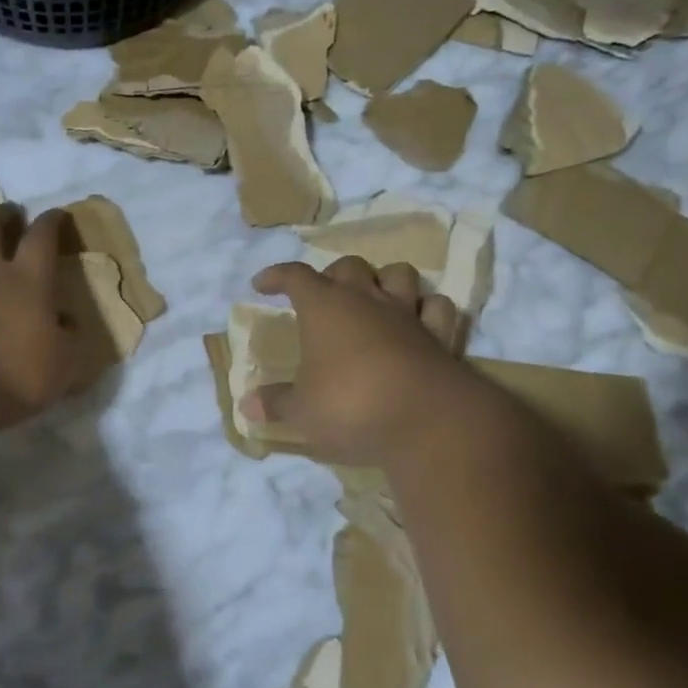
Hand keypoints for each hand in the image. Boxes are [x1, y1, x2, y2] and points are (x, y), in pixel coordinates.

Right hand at [243, 256, 472, 464]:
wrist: (425, 421)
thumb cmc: (350, 406)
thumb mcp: (303, 411)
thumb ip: (276, 403)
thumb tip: (247, 405)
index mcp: (324, 308)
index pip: (295, 276)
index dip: (277, 276)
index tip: (262, 285)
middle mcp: (366, 300)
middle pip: (349, 266)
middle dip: (332, 275)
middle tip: (322, 296)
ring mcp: (407, 314)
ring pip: (399, 274)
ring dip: (384, 280)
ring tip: (373, 298)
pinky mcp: (440, 336)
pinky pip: (437, 307)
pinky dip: (426, 308)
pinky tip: (418, 319)